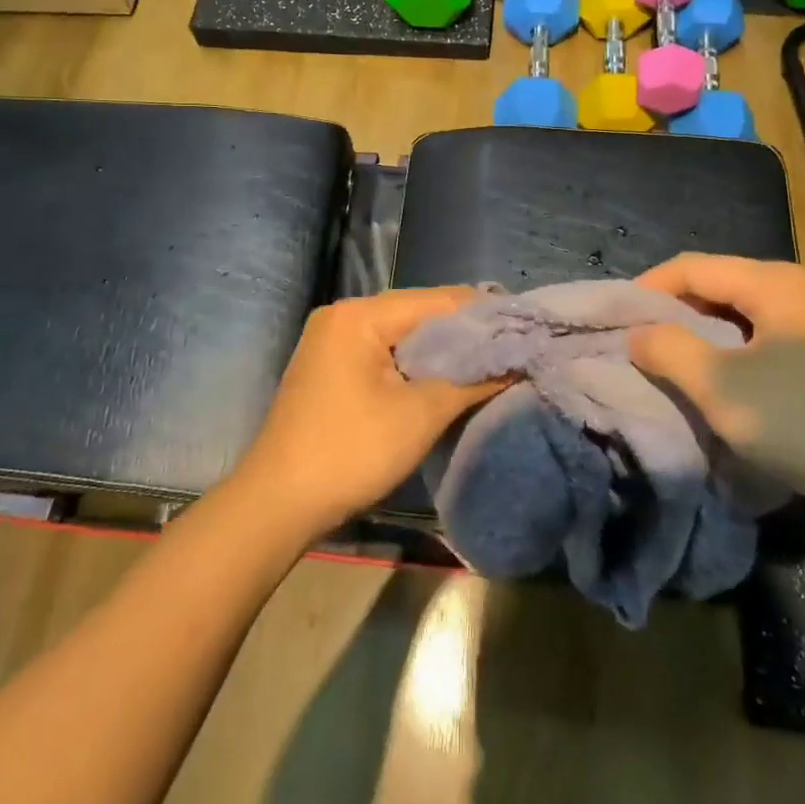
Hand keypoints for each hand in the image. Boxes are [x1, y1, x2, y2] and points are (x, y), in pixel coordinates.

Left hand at [232, 288, 504, 537]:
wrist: (278, 503)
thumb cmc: (350, 452)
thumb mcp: (420, 415)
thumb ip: (472, 381)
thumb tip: (518, 362)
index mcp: (360, 315)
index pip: (438, 300)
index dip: (485, 314)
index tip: (527, 328)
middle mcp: (343, 316)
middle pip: (419, 313)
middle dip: (466, 333)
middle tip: (515, 348)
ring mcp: (333, 341)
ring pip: (403, 335)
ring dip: (443, 350)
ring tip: (491, 362)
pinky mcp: (332, 367)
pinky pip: (385, 353)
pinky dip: (417, 364)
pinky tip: (447, 377)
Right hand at [627, 255, 804, 506]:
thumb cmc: (798, 420)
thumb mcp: (718, 385)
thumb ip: (668, 348)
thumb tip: (638, 333)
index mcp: (772, 281)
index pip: (692, 266)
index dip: (648, 288)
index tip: (617, 319)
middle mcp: (798, 287)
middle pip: (718, 282)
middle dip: (674, 308)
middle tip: (641, 338)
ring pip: (741, 310)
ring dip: (702, 329)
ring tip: (673, 356)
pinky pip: (764, 333)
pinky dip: (732, 345)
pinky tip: (721, 374)